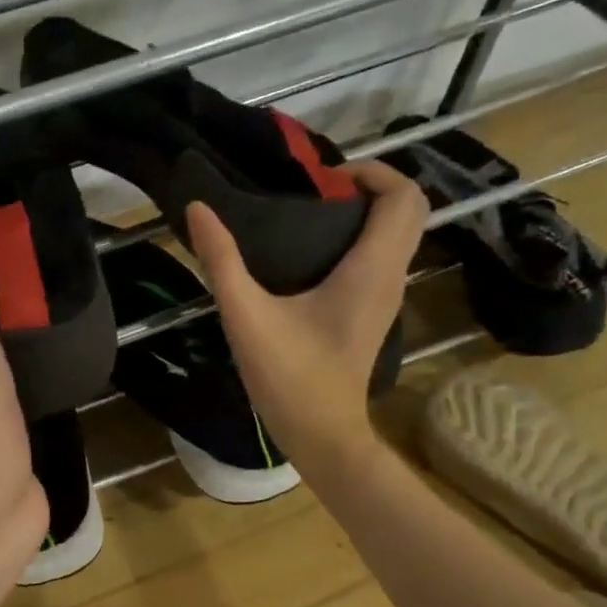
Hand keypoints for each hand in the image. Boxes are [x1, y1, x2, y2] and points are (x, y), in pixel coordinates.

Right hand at [186, 160, 426, 471]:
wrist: (321, 434)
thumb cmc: (290, 376)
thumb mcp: (246, 316)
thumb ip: (221, 261)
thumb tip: (198, 209)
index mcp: (371, 269)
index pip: (403, 196)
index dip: (372, 172)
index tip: (325, 180)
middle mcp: (390, 277)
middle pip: (409, 211)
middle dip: (371, 188)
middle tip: (318, 193)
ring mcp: (386, 298)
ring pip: (398, 236)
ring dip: (366, 215)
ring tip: (310, 218)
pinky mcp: (373, 315)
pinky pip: (382, 259)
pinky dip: (360, 242)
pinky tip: (312, 257)